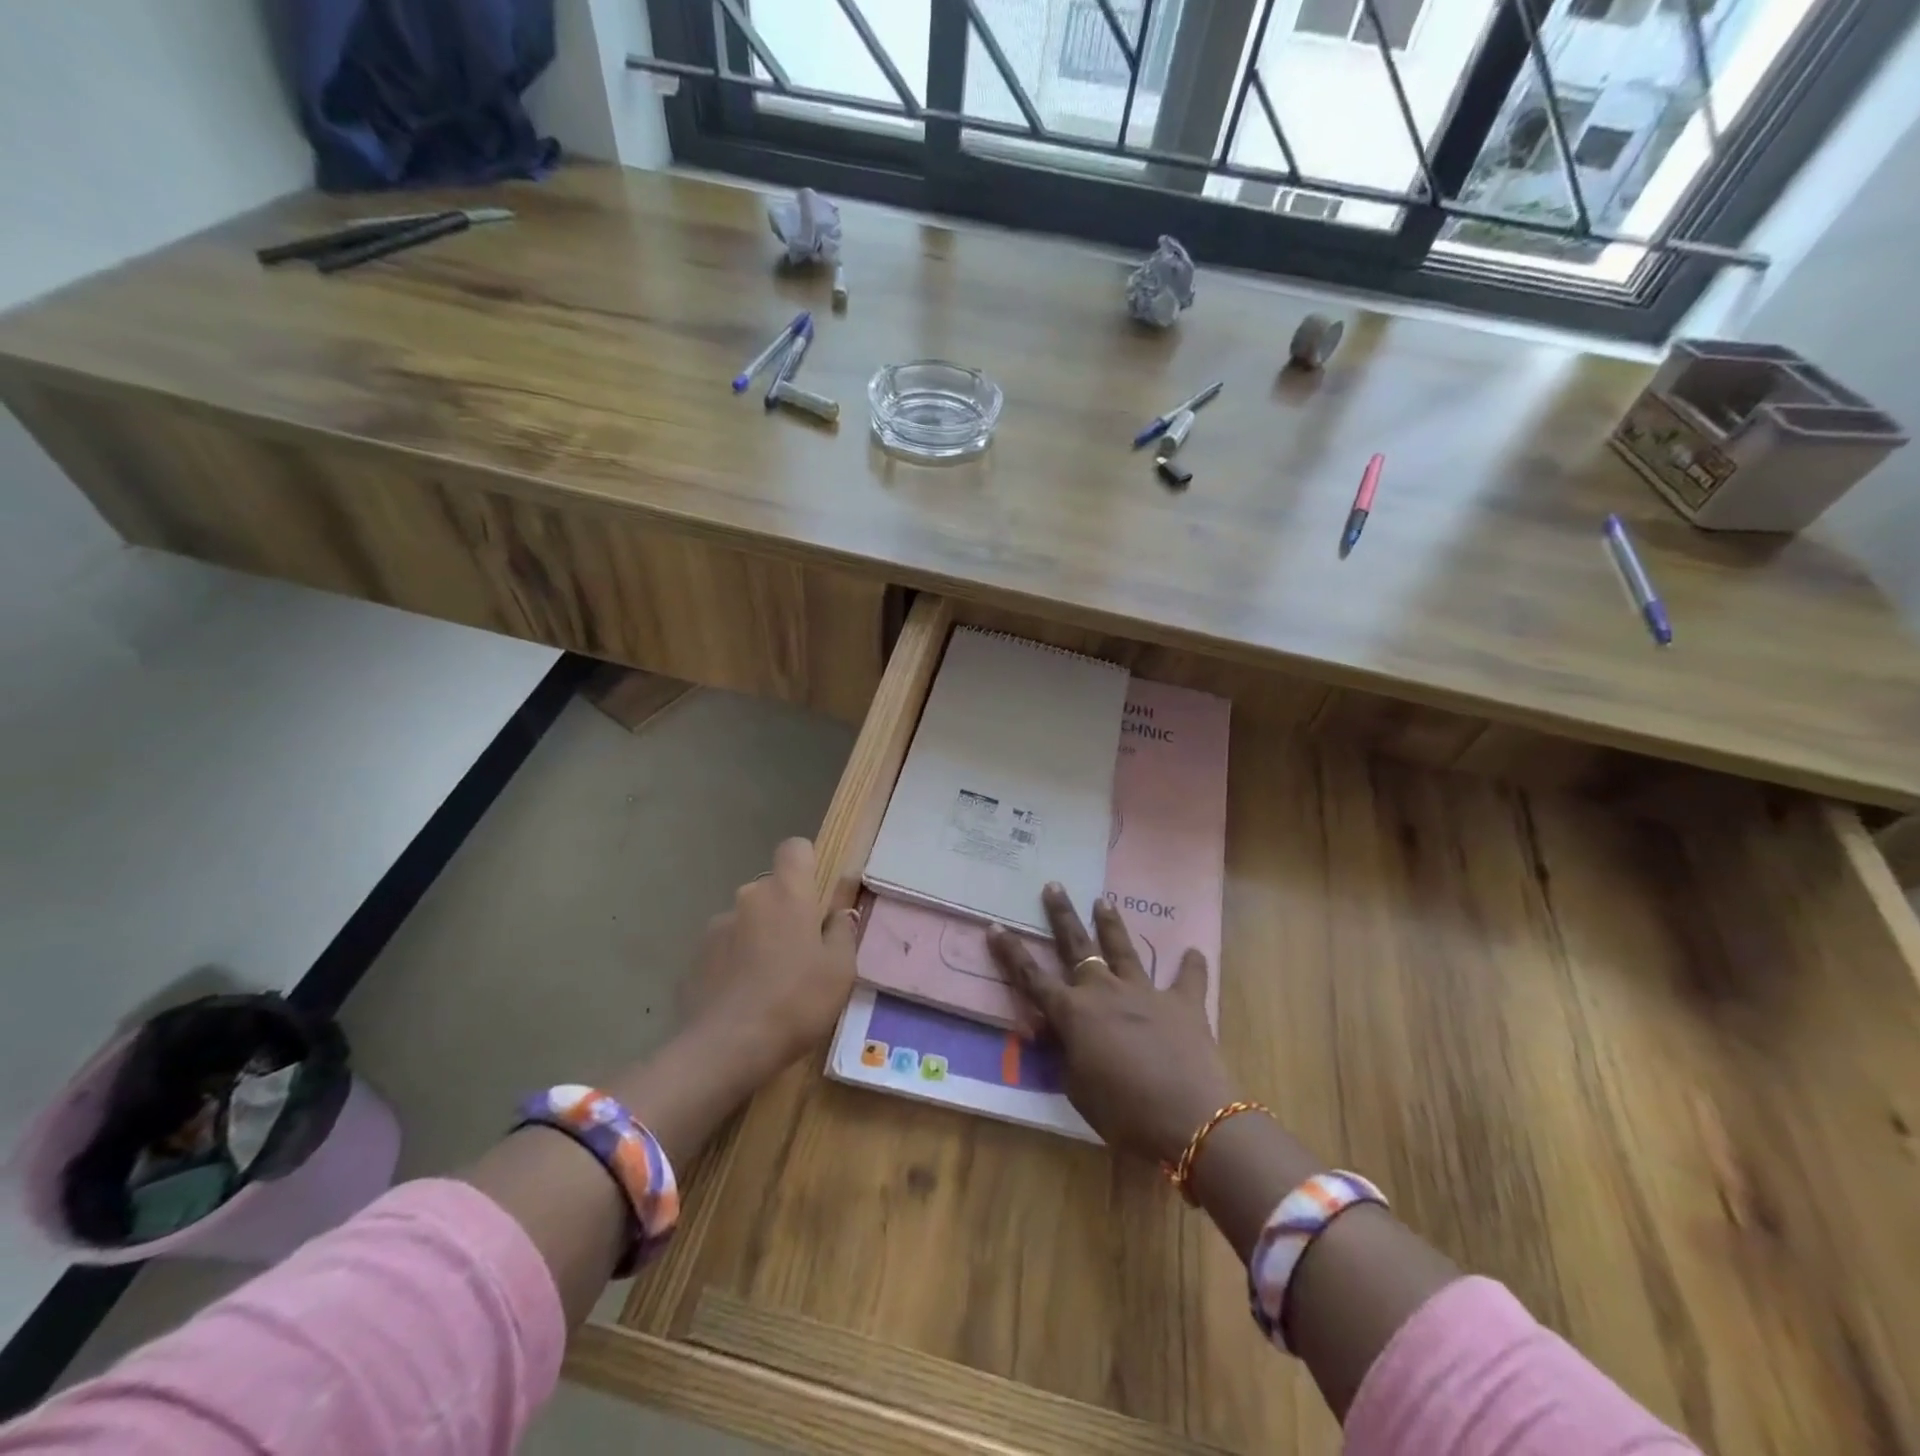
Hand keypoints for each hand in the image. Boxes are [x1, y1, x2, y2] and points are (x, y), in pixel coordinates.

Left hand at [680, 837, 858, 1087]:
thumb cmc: (796, 1001)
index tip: (817, 897)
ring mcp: (716, 926)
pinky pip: (725, 948)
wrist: (726, 1048)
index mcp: (787, 892)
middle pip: (772, 889)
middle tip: (802, 953)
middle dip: (786, 911)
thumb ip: (842, 932)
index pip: (795, 848)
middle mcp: (748, 896)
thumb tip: (838, 914)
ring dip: (759, 937)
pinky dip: (735, 963)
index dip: (807, 865)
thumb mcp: (840, 970)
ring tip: (770, 983)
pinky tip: (744, 999)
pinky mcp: (694, 957)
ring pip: (747, 920)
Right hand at [988, 885, 1232, 1164]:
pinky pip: (1188, 979)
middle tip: (1053, 886)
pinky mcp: (1184, 1004)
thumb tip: (1056, 1034)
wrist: (1189, 1118)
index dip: (1011, 954)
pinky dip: (1191, 966)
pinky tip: (1193, 951)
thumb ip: (1065, 1054)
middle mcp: (1105, 991)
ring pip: (1123, 949)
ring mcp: (1146, 993)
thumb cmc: (1123, 1113)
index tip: (996, 927)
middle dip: (1062, 916)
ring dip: (1111, 924)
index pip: (1032, 978)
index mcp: (1074, 1013)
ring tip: (1103, 901)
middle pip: (1077, 946)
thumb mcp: (1078, 1089)